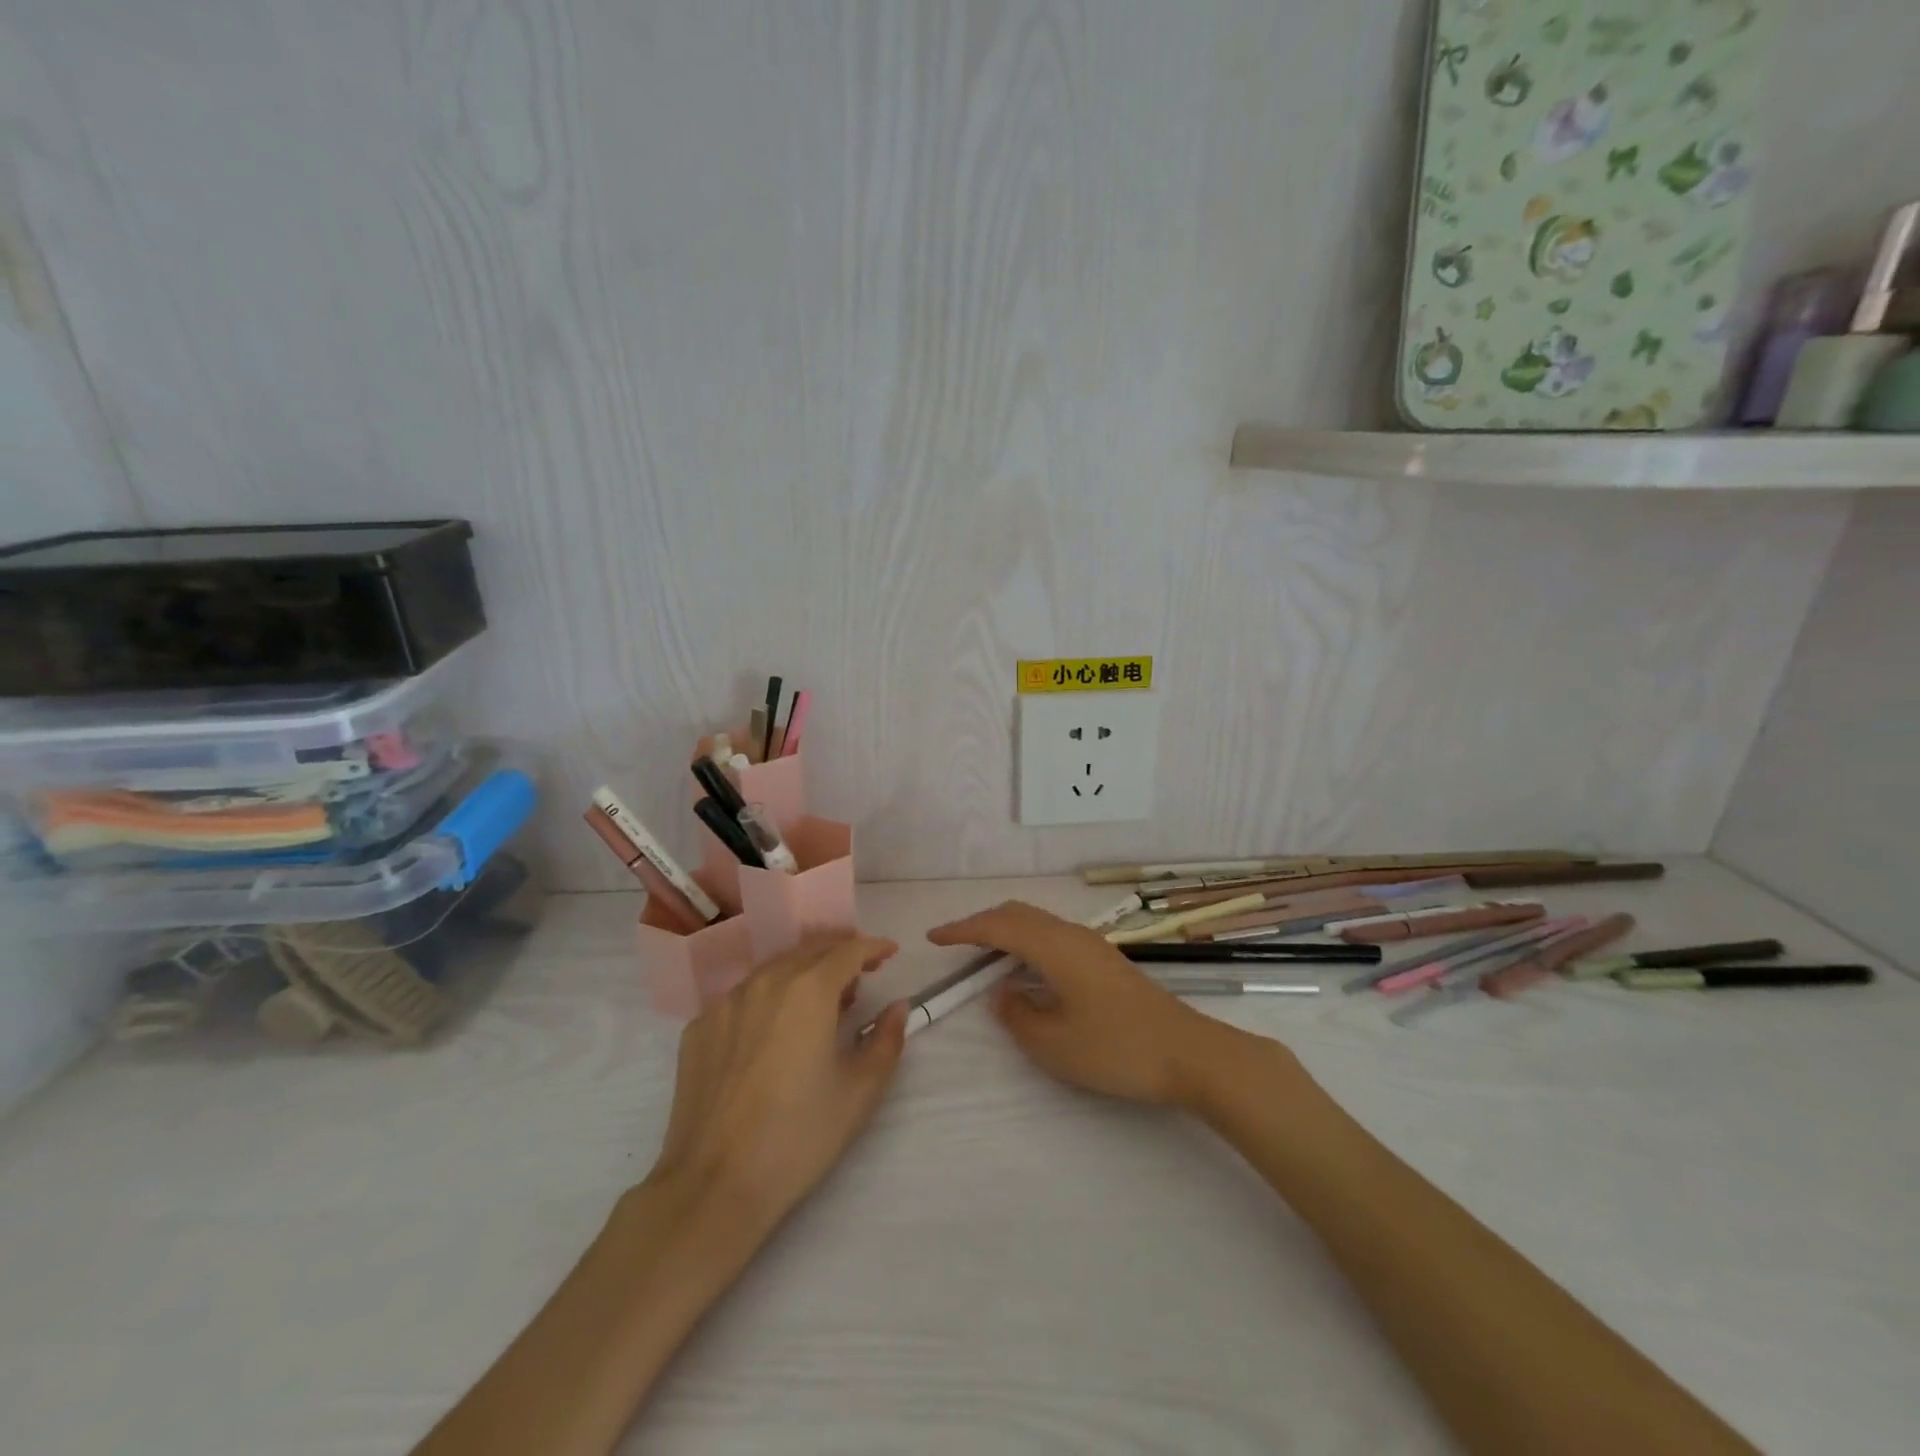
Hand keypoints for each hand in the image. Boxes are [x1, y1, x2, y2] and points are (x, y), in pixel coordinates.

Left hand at [650, 934, 908, 1232]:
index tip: (890, 952)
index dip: (873, 947)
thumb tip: (897, 1006)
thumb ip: (886, 1040)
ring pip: (773, 969)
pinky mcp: (698, 1028)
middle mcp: (764, 982)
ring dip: (803, 972)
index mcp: (808, 990)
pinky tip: (773, 1028)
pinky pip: (742, 997)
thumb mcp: (860, 1091)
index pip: (848, 950)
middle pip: (809, 950)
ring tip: (821, 999)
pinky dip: (767, 998)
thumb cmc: (798, 1136)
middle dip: (840, 953)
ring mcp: (725, 1003)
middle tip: (861, 973)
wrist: (713, 1186)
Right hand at [927, 901, 1238, 1107]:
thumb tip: (1000, 992)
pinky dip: (1027, 942)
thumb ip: (1017, 1015)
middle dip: (982, 923)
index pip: (998, 927)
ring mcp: (1092, 946)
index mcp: (1055, 948)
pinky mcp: (1105, 961)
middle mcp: (1072, 935)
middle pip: (1018, 914)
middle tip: (955, 943)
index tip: (934, 938)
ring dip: (1006, 931)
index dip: (963, 930)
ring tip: (983, 954)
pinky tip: (1026, 969)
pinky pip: (1053, 936)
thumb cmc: (1117, 1049)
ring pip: (1038, 923)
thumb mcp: (1055, 1044)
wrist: (1189, 1054)